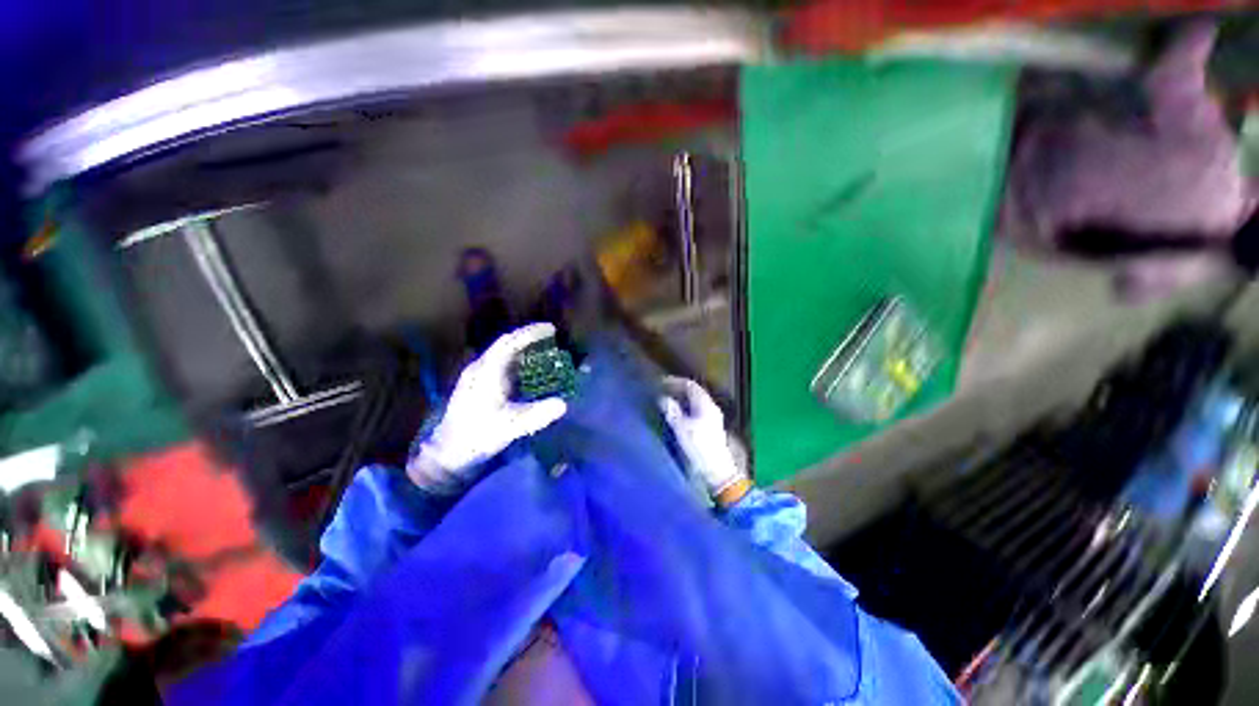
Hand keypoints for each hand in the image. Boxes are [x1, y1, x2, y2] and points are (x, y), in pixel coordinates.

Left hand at [408, 323, 567, 491]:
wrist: (447, 453)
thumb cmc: (476, 437)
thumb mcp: (509, 427)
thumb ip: (536, 415)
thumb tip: (564, 404)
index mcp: (486, 372)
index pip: (509, 343)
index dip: (530, 333)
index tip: (552, 329)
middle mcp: (481, 369)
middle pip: (507, 344)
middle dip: (530, 338)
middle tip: (553, 337)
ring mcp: (479, 376)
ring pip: (504, 355)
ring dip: (525, 349)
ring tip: (546, 350)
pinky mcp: (480, 386)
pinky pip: (503, 365)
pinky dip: (520, 362)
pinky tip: (530, 370)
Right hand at [659, 377, 747, 502]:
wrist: (717, 470)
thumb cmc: (699, 448)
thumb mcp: (681, 429)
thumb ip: (672, 411)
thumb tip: (663, 398)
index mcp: (705, 405)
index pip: (690, 386)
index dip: (675, 382)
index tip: (661, 383)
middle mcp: (711, 407)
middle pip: (694, 392)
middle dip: (678, 389)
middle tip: (663, 390)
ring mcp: (713, 417)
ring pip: (696, 401)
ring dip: (682, 398)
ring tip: (668, 400)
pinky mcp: (711, 427)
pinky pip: (697, 409)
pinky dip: (686, 407)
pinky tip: (678, 413)